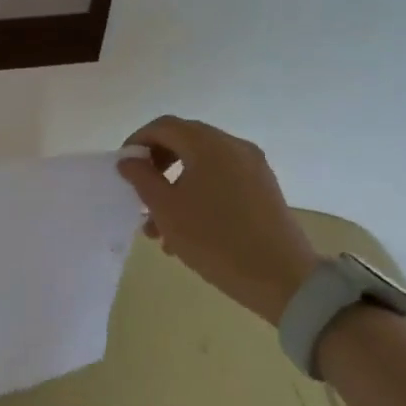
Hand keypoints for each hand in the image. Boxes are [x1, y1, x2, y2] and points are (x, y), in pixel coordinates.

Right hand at [116, 116, 319, 325]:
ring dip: (175, 185)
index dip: (137, 141)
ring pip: (202, 165)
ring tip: (157, 227)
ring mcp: (253, 167)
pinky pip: (221, 179)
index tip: (123, 167)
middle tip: (139, 193)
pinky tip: (186, 230)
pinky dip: (198, 193)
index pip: (163, 126)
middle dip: (156, 166)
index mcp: (208, 145)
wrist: (282, 278)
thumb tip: (129, 159)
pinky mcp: (263, 189)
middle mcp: (233, 146)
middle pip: (184, 141)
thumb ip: (142, 178)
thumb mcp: (166, 209)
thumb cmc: (215, 240)